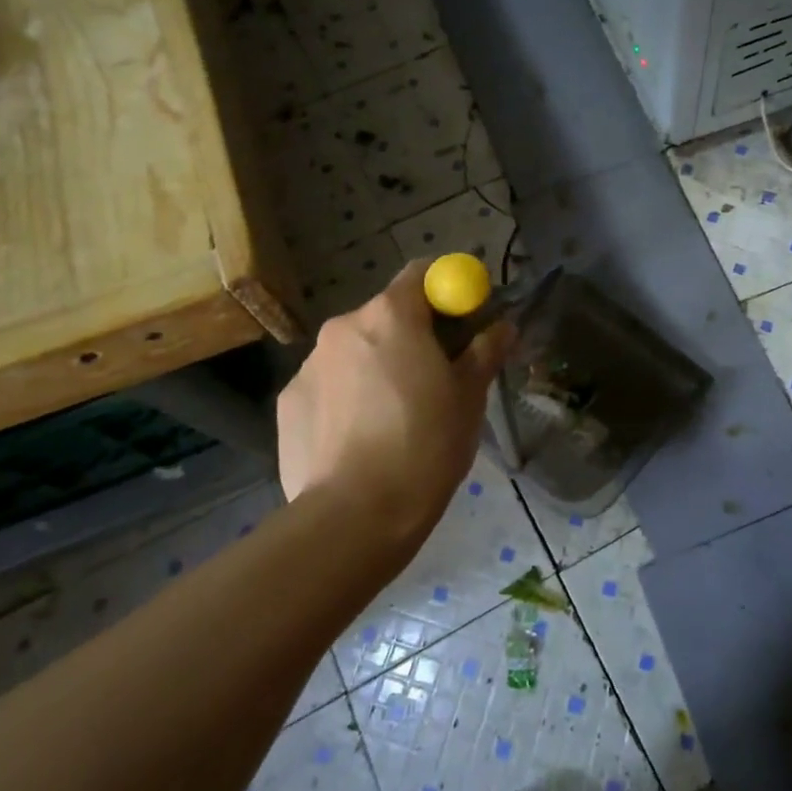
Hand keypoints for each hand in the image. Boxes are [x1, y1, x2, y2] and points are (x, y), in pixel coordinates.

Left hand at [277, 260, 514, 551]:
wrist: (354, 516)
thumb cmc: (426, 445)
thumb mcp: (469, 397)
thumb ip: (485, 351)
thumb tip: (503, 326)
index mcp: (391, 315)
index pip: (421, 274)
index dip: (447, 291)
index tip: (463, 323)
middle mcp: (343, 326)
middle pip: (386, 314)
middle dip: (413, 335)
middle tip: (435, 378)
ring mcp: (309, 364)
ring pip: (356, 351)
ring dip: (377, 366)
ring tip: (394, 418)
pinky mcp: (288, 402)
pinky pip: (329, 385)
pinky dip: (347, 397)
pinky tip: (360, 439)